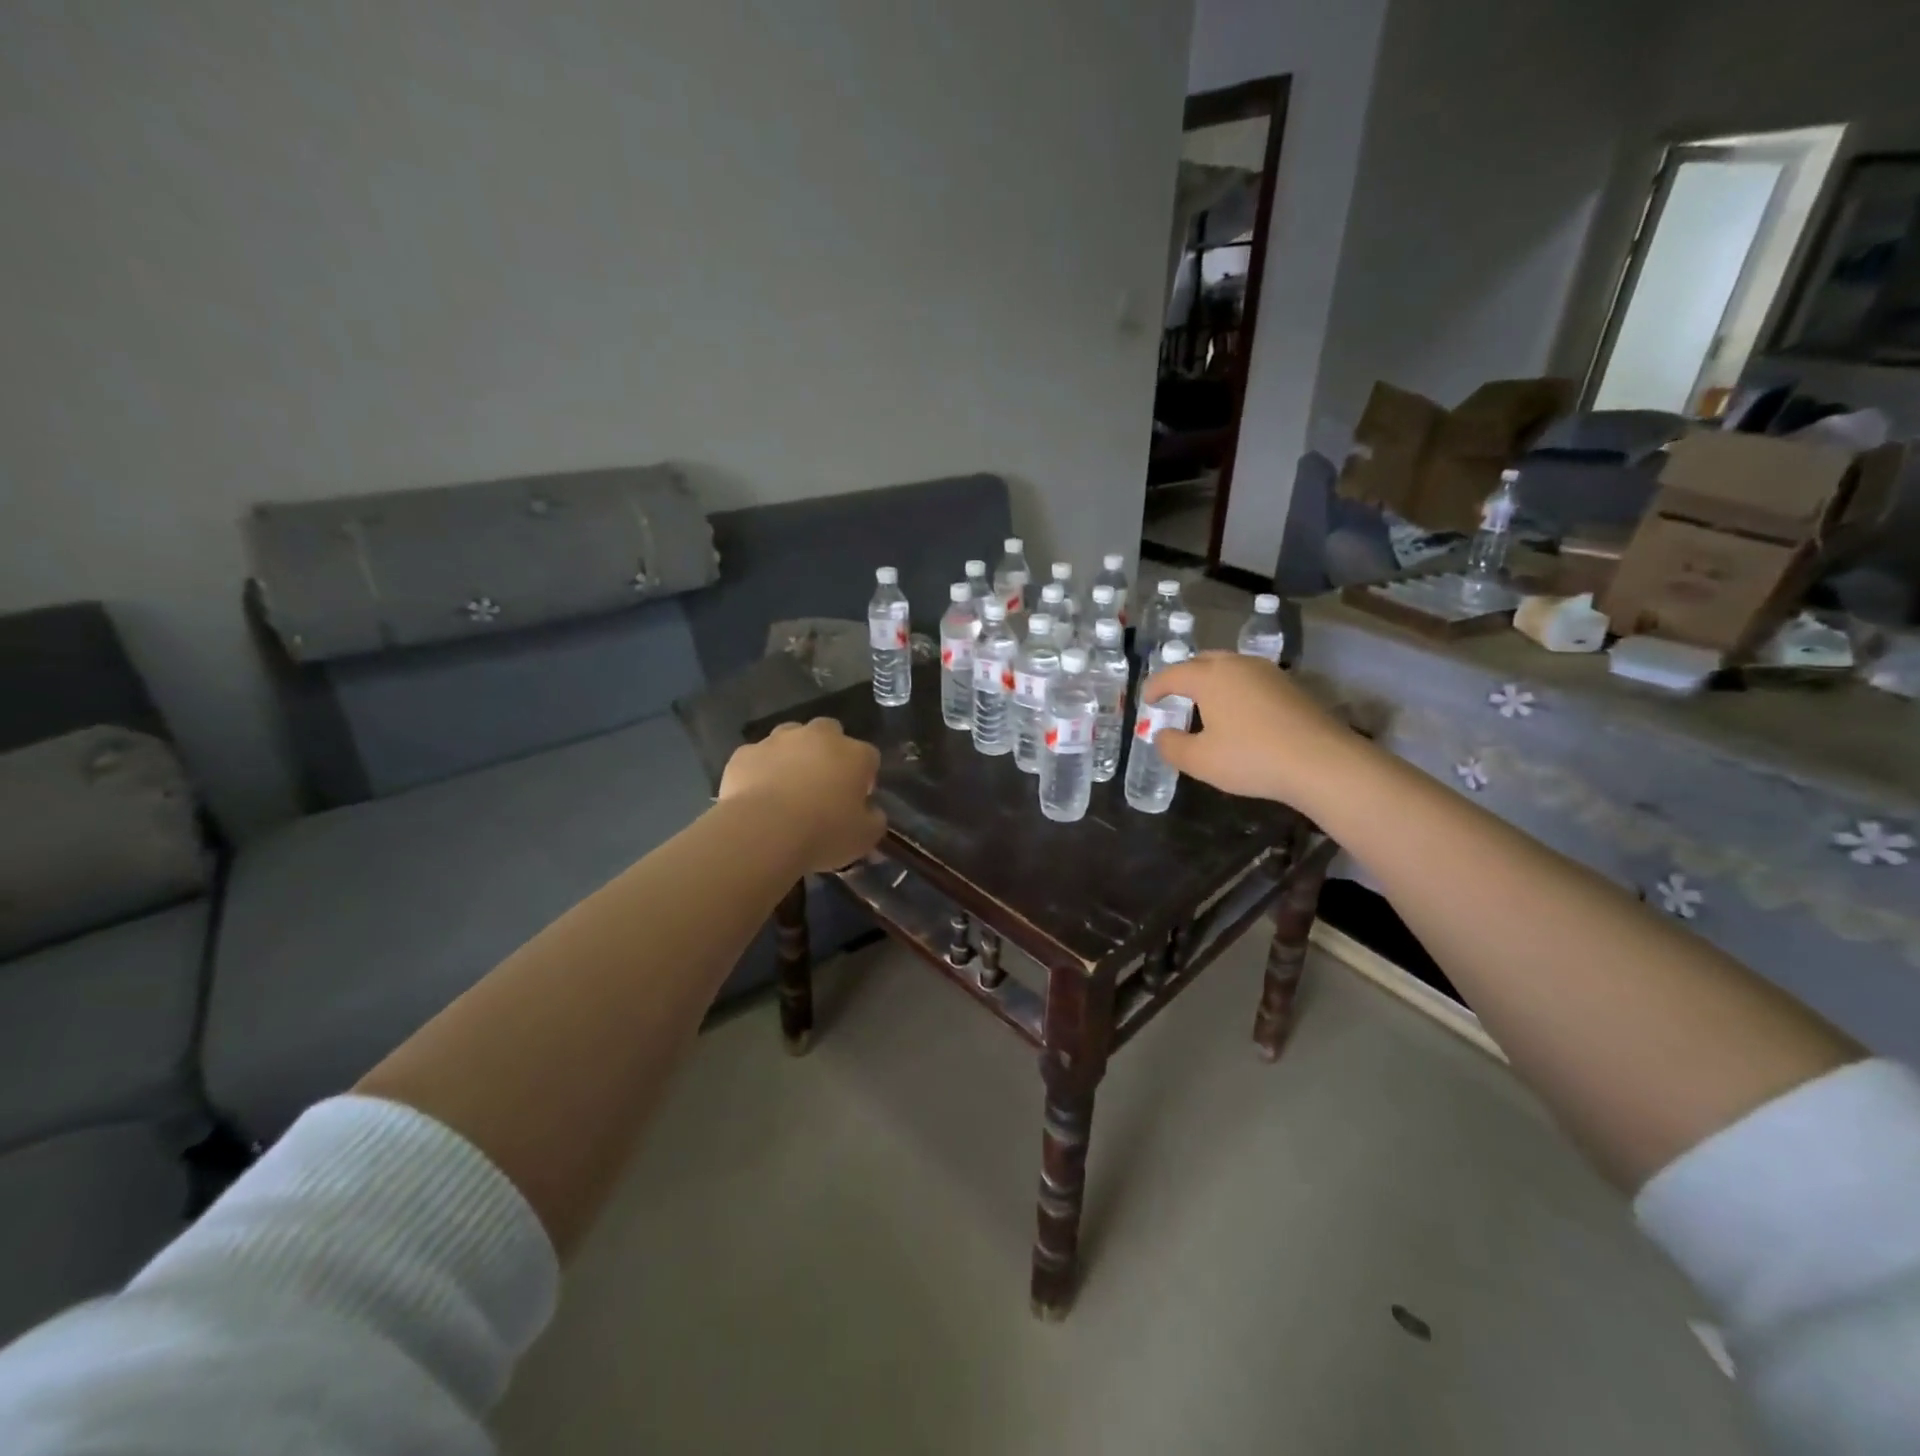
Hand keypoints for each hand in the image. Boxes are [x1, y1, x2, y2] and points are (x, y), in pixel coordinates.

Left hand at [719, 719, 885, 872]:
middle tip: (823, 783)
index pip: (869, 757)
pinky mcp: (745, 753)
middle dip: (829, 751)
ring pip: (790, 737)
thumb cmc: (824, 832)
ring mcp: (778, 740)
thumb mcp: (865, 836)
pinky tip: (758, 794)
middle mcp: (818, 737)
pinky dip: (760, 769)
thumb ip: (874, 819)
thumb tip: (872, 811)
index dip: (864, 777)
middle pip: (830, 732)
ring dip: (793, 754)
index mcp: (854, 754)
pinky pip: (757, 757)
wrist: (764, 831)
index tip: (857, 799)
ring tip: (788, 785)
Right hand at [1143, 652, 1361, 808]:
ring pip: (1229, 667)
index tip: (1146, 701)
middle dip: (1184, 676)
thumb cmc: (1251, 757)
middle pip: (1202, 661)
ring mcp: (1267, 672)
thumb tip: (1161, 734)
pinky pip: (1250, 679)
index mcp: (1209, 677)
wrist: (1321, 761)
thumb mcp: (1200, 761)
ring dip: (1212, 680)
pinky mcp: (1290, 685)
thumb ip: (1172, 746)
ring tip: (1205, 702)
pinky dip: (1235, 689)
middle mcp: (1237, 665)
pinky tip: (1239, 712)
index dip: (1154, 687)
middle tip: (1174, 696)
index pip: (1171, 675)